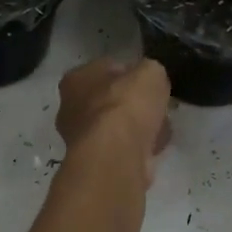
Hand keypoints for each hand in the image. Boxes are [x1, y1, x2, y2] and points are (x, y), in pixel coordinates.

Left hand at [55, 57, 172, 185]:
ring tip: (161, 129)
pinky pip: (122, 148)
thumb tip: (150, 81)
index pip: (106, 69)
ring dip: (138, 128)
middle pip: (110, 100)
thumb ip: (150, 72)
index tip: (150, 84)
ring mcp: (81, 139)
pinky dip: (138, 148)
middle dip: (134, 105)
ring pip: (116, 127)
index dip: (132, 74)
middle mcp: (70, 108)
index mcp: (76, 79)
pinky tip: (154, 148)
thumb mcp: (151, 73)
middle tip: (156, 107)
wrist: (116, 157)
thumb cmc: (126, 106)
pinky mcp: (94, 163)